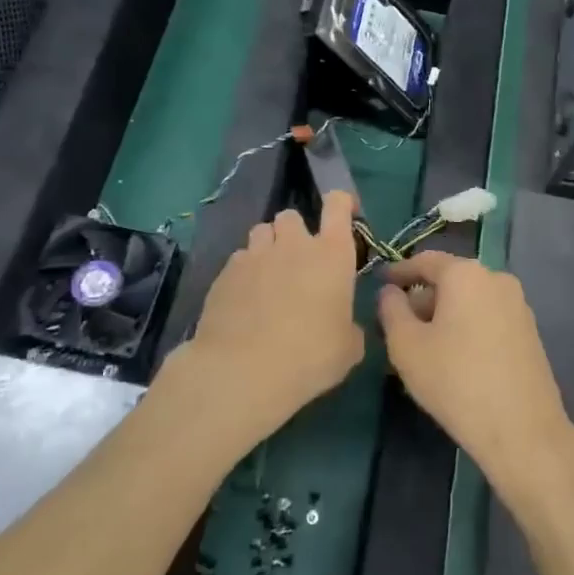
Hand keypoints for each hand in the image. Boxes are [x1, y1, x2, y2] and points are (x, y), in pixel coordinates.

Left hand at [164, 191, 364, 454]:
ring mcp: (255, 255)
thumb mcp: (348, 349)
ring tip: (268, 277)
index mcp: (332, 254)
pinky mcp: (224, 273)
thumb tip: (344, 326)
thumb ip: (349, 327)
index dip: (342, 203)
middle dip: (295, 232)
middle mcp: (294, 244)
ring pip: (261, 232)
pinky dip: (244, 272)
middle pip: (291, 215)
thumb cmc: (310, 357)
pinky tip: (243, 300)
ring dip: (268, 247)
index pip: (338, 205)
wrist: (243, 371)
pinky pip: (238, 260)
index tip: (343, 214)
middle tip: (298, 262)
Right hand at [377, 252, 573, 494]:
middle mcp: (496, 278)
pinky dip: (466, 328)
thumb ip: (391, 311)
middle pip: (450, 281)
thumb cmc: (455, 381)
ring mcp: (518, 305)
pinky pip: (487, 318)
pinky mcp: (529, 332)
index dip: (399, 271)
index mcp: (466, 273)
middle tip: (397, 327)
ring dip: (444, 317)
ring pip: (469, 301)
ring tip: (422, 348)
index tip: (380, 283)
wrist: (522, 429)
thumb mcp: (406, 346)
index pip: (425, 261)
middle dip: (422, 300)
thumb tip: (391, 292)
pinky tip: (453, 359)